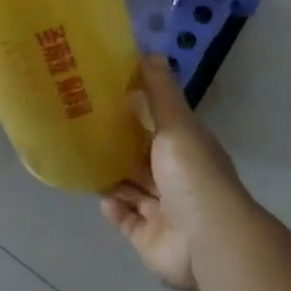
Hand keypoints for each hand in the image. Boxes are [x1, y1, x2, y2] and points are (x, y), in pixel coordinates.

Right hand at [100, 57, 250, 290]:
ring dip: (113, 178)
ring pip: (132, 189)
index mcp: (185, 149)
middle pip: (142, 159)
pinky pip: (127, 220)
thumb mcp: (176, 123)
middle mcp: (176, 178)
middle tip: (83, 128)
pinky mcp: (149, 238)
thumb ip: (160, 92)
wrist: (207, 238)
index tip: (105, 97)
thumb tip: (150, 52)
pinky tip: (102, 197)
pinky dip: (115, 209)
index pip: (158, 127)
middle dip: (118, 147)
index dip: (135, 113)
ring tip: (83, 159)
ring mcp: (164, 211)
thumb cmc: (191, 173)